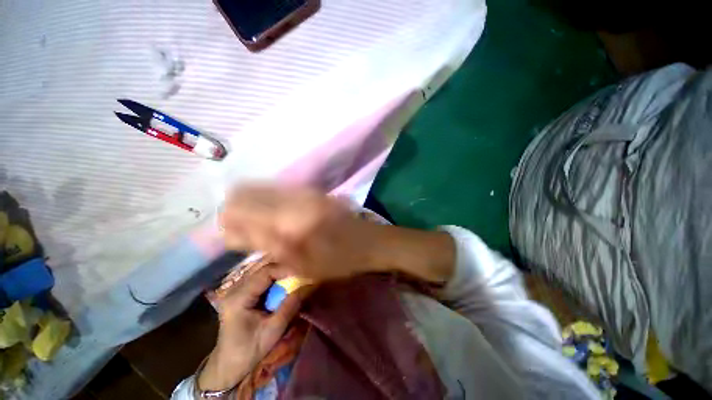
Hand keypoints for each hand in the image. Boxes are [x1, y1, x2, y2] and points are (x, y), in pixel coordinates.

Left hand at [198, 268, 302, 390]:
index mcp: (239, 297)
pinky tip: (282, 289)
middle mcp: (235, 289)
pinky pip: (262, 281)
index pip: (266, 272)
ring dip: (280, 276)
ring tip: (294, 282)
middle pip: (265, 269)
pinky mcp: (241, 294)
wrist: (229, 366)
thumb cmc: (249, 351)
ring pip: (264, 273)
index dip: (286, 270)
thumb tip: (308, 286)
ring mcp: (237, 290)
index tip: (302, 275)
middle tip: (300, 278)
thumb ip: (290, 305)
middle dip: (284, 272)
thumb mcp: (273, 329)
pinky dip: (275, 282)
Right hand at [221, 184, 455, 285]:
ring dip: (252, 202)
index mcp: (288, 223)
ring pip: (263, 189)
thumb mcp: (302, 267)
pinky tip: (272, 212)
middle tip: (240, 228)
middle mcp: (293, 201)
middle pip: (248, 195)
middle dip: (236, 210)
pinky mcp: (313, 192)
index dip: (229, 223)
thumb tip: (238, 235)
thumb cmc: (338, 260)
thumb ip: (269, 248)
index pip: (240, 214)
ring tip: (254, 220)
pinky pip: (281, 190)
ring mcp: (305, 193)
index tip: (229, 235)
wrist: (369, 242)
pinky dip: (269, 198)